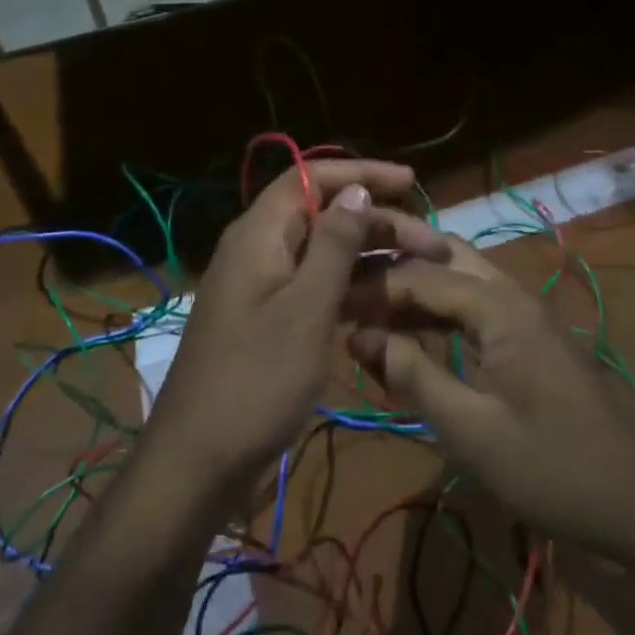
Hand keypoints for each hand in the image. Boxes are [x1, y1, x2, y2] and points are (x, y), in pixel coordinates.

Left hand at [147, 159, 447, 489]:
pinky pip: (316, 290)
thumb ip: (333, 244)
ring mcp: (263, 288)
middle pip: (324, 215)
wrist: (200, 461)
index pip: (312, 178)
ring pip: (324, 255)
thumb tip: (357, 189)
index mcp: (260, 234)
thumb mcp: (306, 308)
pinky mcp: (270, 321)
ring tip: (422, 273)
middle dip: (379, 222)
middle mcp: (260, 250)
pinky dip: (351, 291)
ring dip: (371, 259)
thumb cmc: (256, 379)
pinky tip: (388, 307)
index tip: (411, 182)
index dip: (362, 173)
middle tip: (435, 245)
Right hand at [349, 238, 634, 553]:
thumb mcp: (472, 430)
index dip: (371, 287)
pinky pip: (475, 308)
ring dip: (415, 288)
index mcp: (499, 307)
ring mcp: (525, 315)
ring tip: (366, 306)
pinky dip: (439, 314)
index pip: (420, 276)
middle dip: (394, 266)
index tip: (328, 301)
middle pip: (442, 257)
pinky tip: (410, 335)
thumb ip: (414, 375)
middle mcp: (512, 295)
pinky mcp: (530, 338)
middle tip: (347, 283)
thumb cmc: (552, 469)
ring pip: (459, 279)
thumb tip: (361, 335)